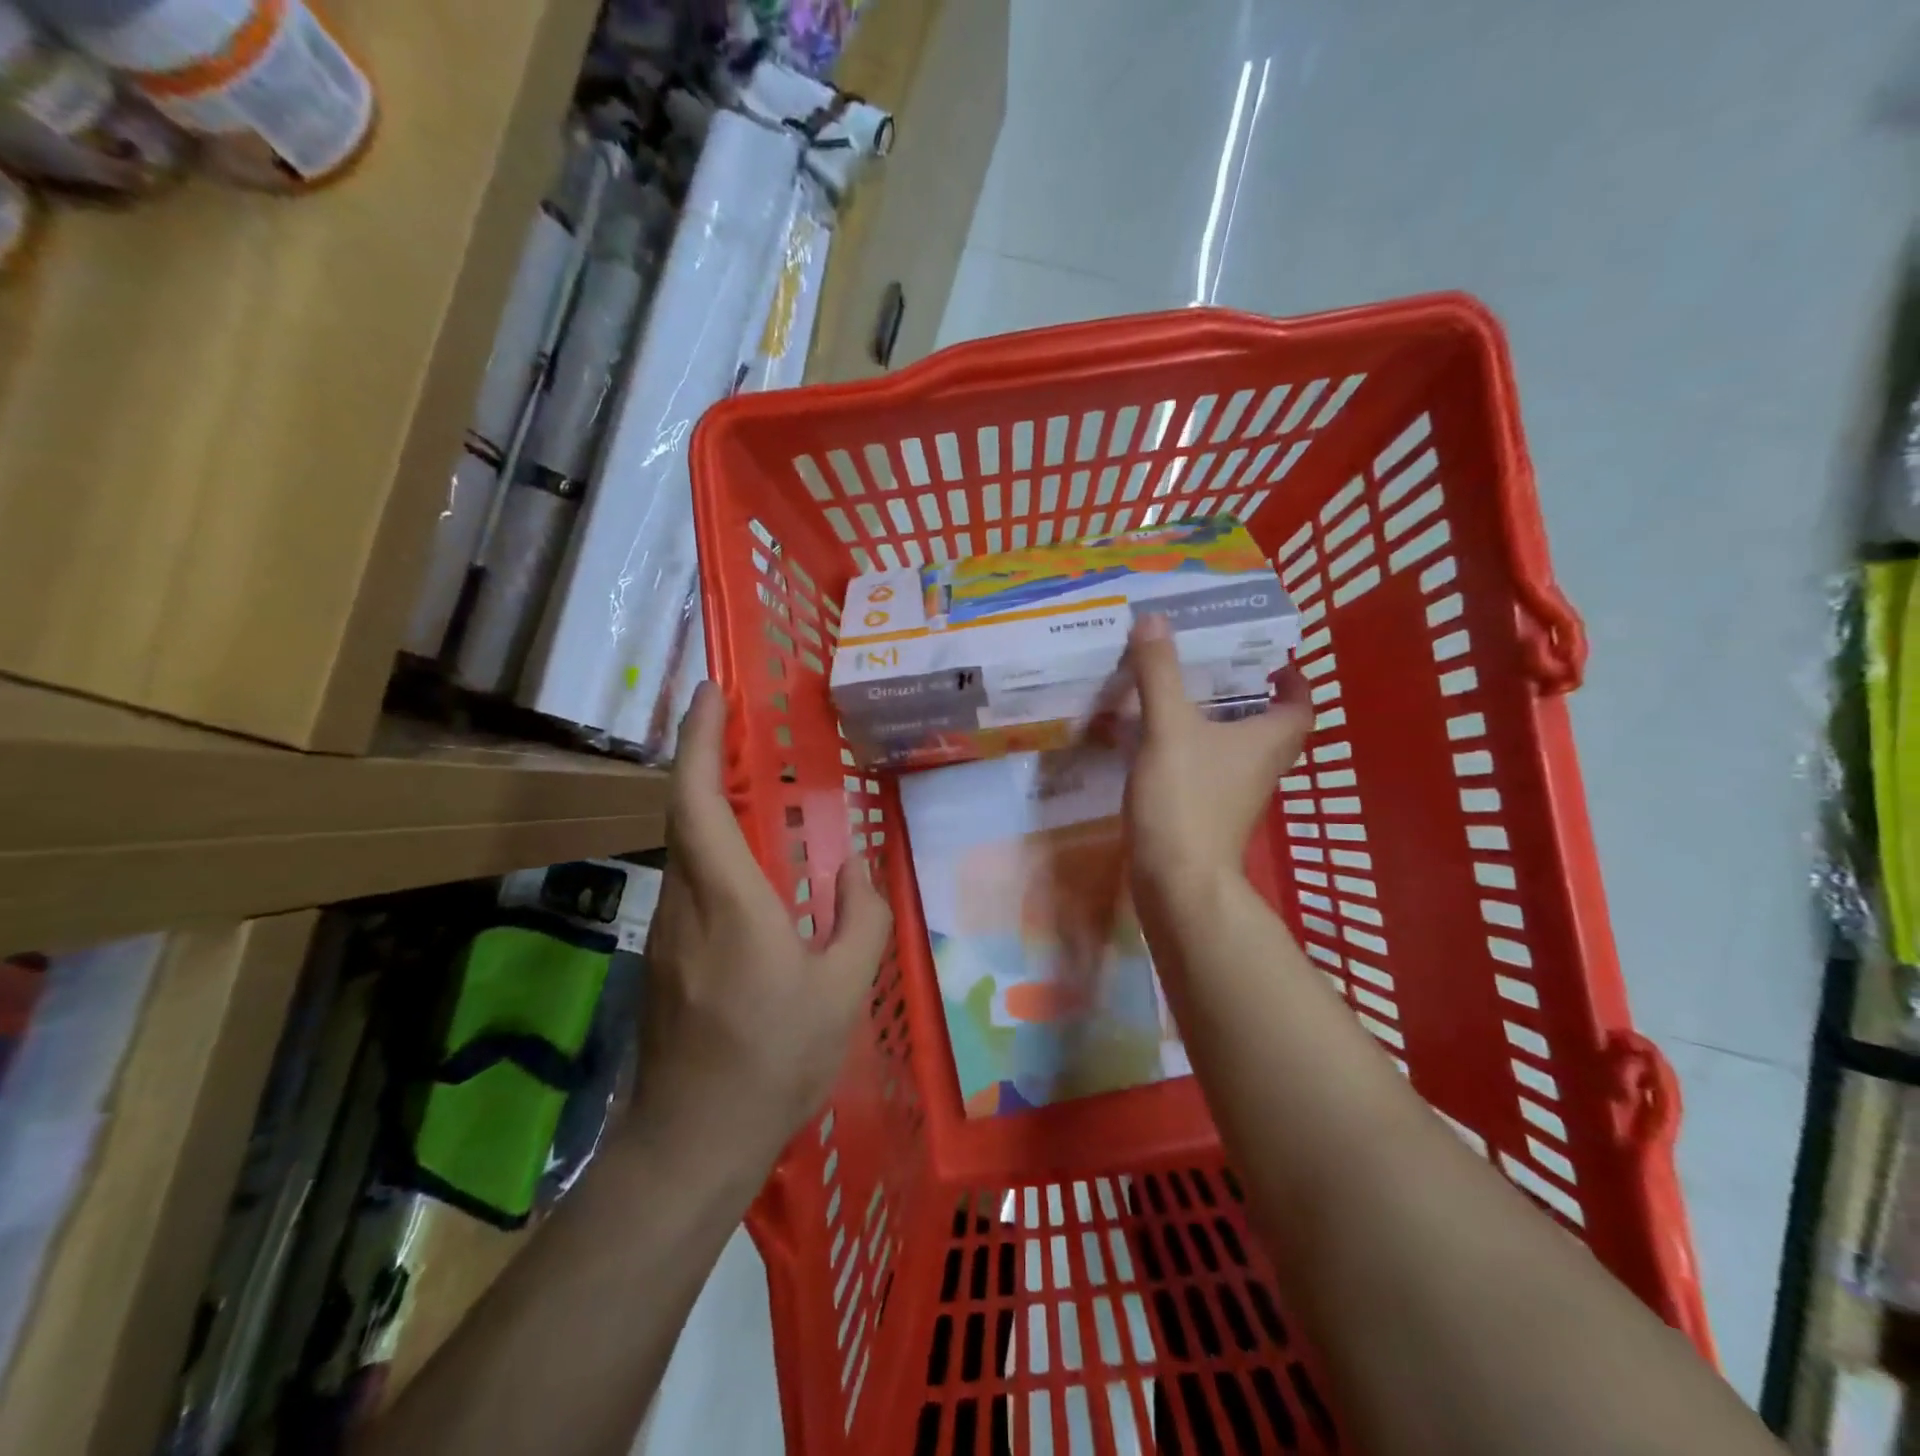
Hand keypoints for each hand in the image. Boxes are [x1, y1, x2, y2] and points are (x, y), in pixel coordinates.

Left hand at [637, 683, 891, 1175]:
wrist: (691, 1143)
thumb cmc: (773, 1062)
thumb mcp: (842, 990)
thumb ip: (860, 917)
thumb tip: (860, 867)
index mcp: (729, 900)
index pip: (699, 801)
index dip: (700, 741)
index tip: (711, 692)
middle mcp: (685, 903)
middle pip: (683, 812)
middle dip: (703, 756)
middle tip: (736, 720)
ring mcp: (666, 932)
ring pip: (683, 847)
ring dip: (708, 802)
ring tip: (752, 782)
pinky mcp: (665, 958)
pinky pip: (690, 881)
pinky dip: (712, 847)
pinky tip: (750, 867)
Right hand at [1124, 614, 1311, 910]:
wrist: (1177, 881)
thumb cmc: (1186, 799)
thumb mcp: (1169, 728)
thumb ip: (1160, 673)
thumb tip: (1155, 618)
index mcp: (1268, 740)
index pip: (1300, 704)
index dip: (1293, 680)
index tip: (1271, 660)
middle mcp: (1261, 767)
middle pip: (1270, 726)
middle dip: (1251, 697)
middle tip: (1218, 670)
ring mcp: (1236, 795)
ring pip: (1237, 750)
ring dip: (1219, 724)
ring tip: (1182, 697)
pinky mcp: (1208, 815)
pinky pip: (1208, 771)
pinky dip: (1192, 752)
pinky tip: (1157, 742)